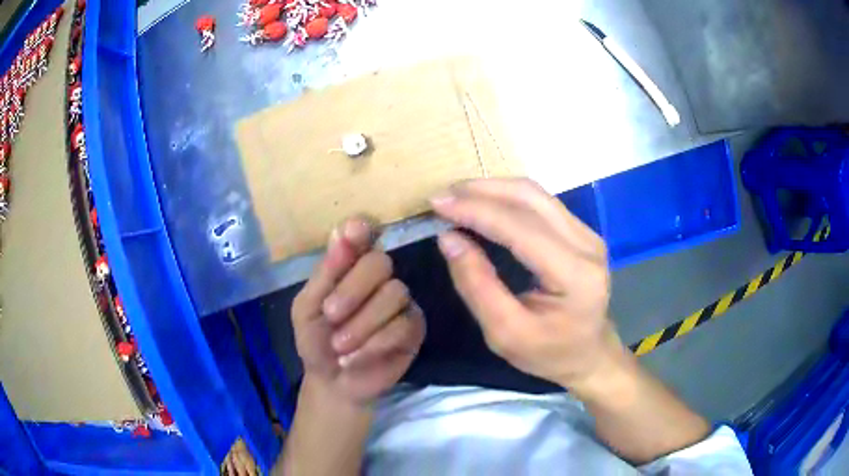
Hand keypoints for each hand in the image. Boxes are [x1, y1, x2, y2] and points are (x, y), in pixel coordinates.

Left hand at [291, 217, 425, 404]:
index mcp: (349, 268)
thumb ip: (325, 274)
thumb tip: (342, 231)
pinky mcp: (414, 327)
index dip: (360, 232)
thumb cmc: (316, 341)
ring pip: (395, 294)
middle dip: (352, 291)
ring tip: (340, 347)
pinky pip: (403, 325)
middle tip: (330, 315)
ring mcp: (400, 302)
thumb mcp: (307, 309)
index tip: (354, 231)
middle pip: (380, 263)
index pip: (361, 238)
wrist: (333, 382)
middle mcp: (378, 278)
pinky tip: (354, 359)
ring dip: (362, 324)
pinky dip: (375, 344)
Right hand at [430, 178, 626, 397]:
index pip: (521, 227)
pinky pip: (541, 202)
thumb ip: (477, 285)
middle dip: (480, 191)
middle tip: (442, 198)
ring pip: (535, 193)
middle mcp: (587, 245)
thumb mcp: (505, 333)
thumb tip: (449, 238)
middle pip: (530, 198)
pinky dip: (507, 197)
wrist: (589, 354)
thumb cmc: (548, 353)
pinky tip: (484, 204)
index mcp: (575, 275)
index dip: (476, 210)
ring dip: (493, 189)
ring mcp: (588, 234)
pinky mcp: (582, 231)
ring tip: (457, 197)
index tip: (437, 205)